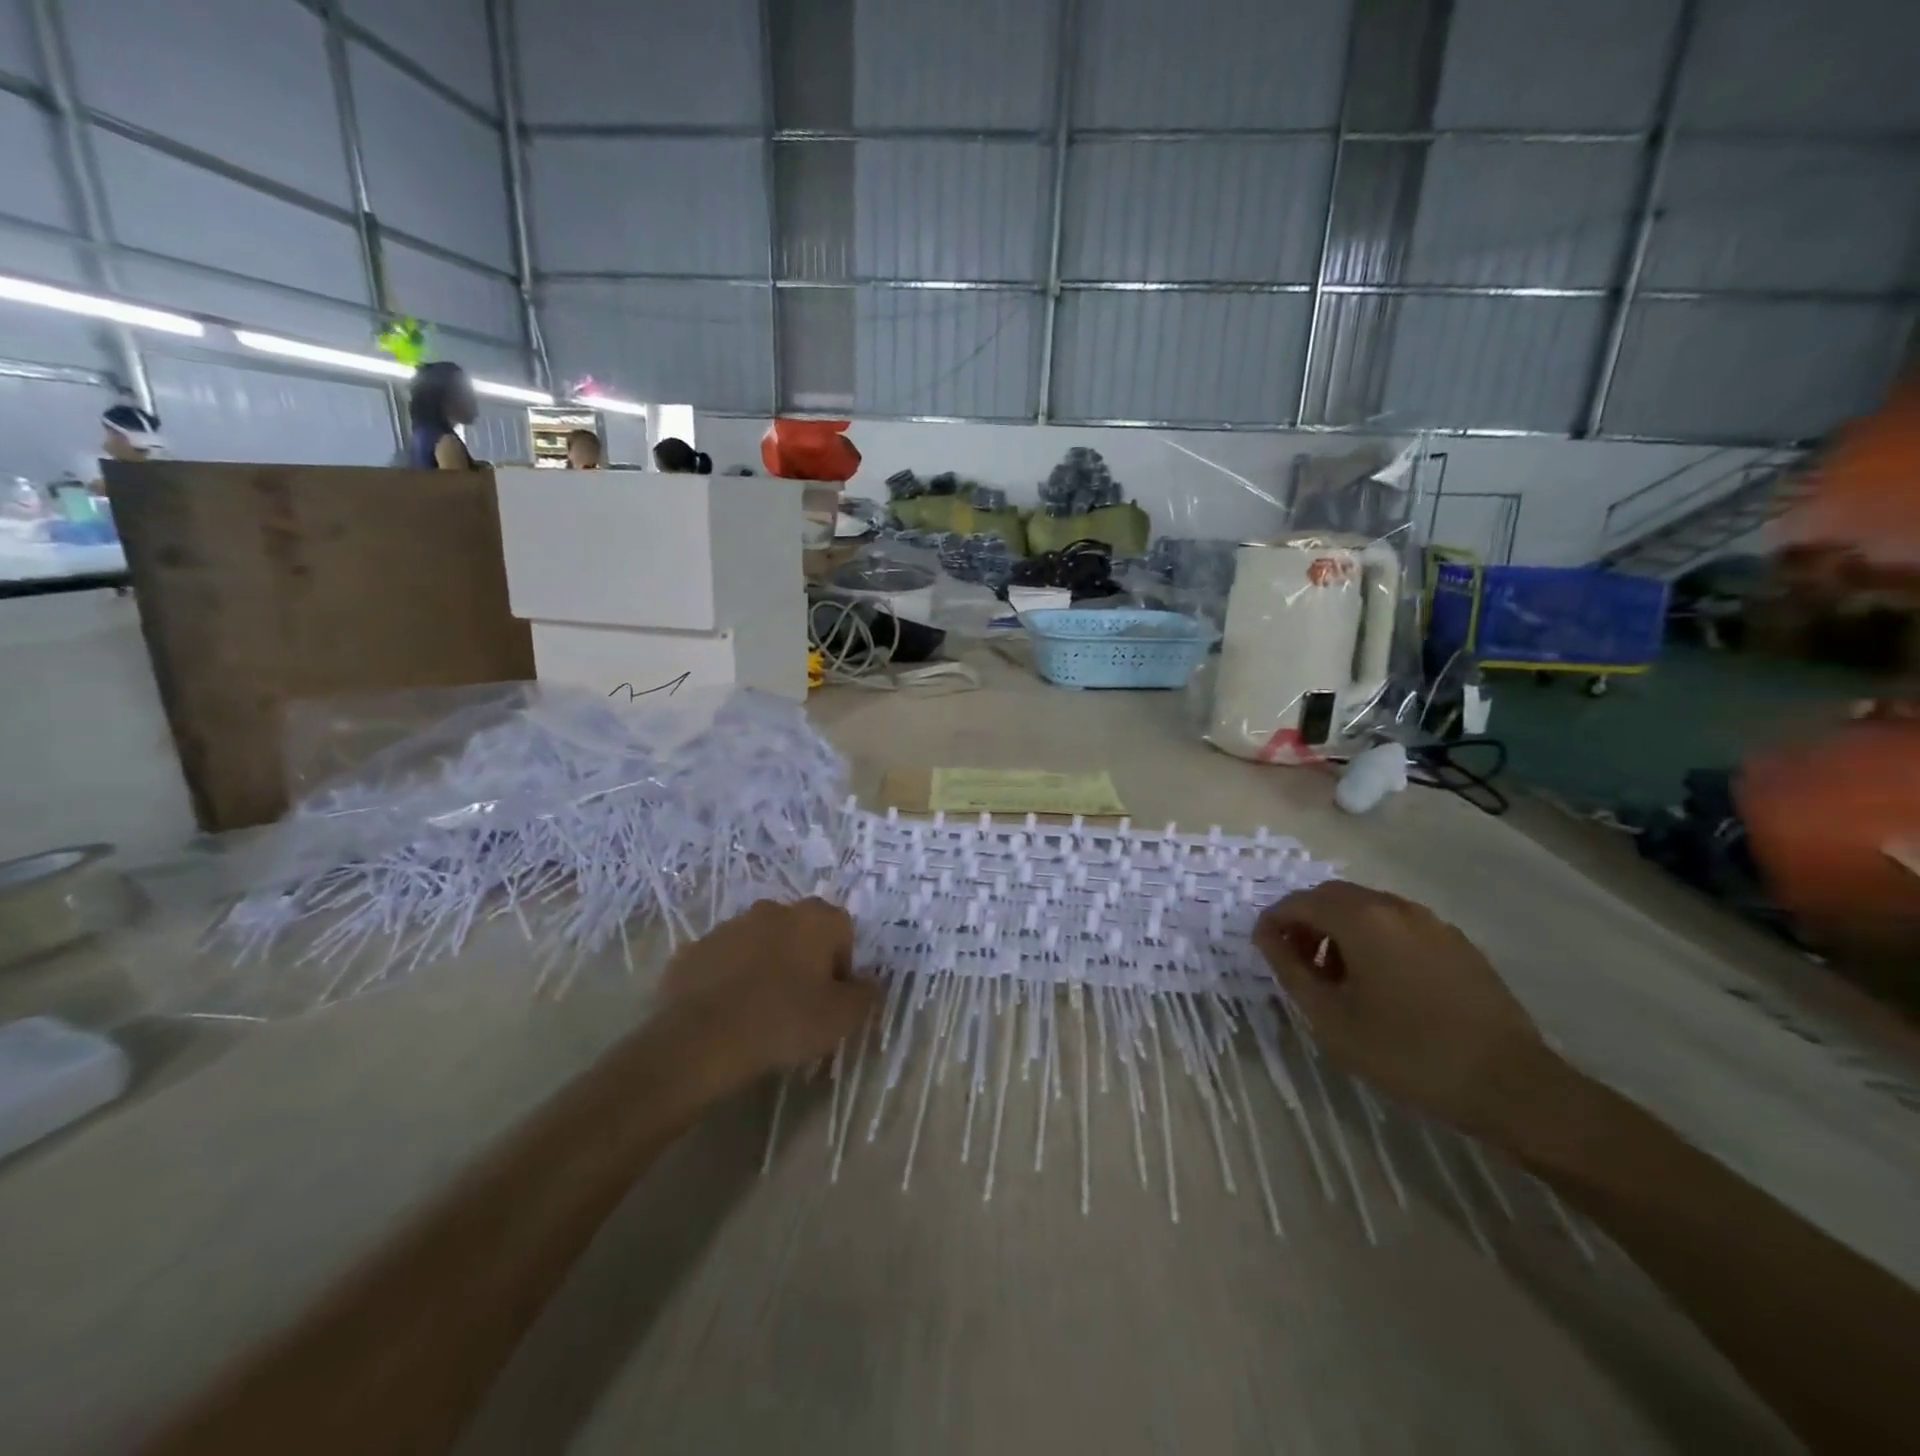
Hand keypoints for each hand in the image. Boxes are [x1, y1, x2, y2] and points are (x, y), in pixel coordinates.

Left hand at [659, 899, 878, 1089]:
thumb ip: (867, 994)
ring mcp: (729, 926)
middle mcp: (773, 910)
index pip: (842, 931)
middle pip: (800, 933)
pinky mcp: (694, 949)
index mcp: (814, 918)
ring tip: (760, 1012)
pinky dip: (729, 980)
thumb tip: (871, 982)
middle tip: (799, 1005)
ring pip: (760, 944)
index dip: (842, 966)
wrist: (700, 1040)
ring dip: (765, 967)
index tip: (831, 1000)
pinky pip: (724, 961)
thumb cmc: (784, 1022)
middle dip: (803, 961)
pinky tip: (727, 1014)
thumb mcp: (842, 1018)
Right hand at [1252, 881, 1555, 1140]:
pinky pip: (1399, 926)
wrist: (1510, 1085)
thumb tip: (1266, 936)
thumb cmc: (1407, 1052)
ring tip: (1337, 978)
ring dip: (1340, 930)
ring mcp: (1431, 923)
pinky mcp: (1457, 943)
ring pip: (1367, 909)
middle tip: (1296, 962)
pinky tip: (1381, 985)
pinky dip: (1374, 939)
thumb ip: (1289, 969)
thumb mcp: (1330, 1018)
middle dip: (1306, 922)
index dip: (1274, 921)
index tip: (1262, 949)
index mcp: (1361, 919)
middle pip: (1333, 897)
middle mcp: (1394, 907)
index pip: (1299, 902)